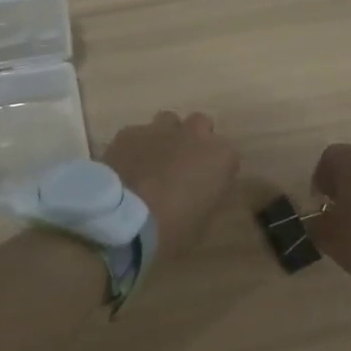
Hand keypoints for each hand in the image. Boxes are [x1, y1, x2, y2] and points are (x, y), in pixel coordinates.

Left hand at [102, 111, 239, 256]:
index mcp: (220, 157)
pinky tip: (127, 167)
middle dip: (195, 141)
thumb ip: (206, 200)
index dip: (217, 171)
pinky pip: (138, 134)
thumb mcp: (201, 225)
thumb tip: (199, 196)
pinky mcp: (129, 132)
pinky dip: (137, 147)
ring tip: (154, 162)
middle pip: (201, 125)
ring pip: (169, 122)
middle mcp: (194, 134)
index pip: (229, 156)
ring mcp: (159, 129)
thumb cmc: (171, 229)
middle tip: (183, 166)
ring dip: (167, 138)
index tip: (207, 187)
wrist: (122, 219)